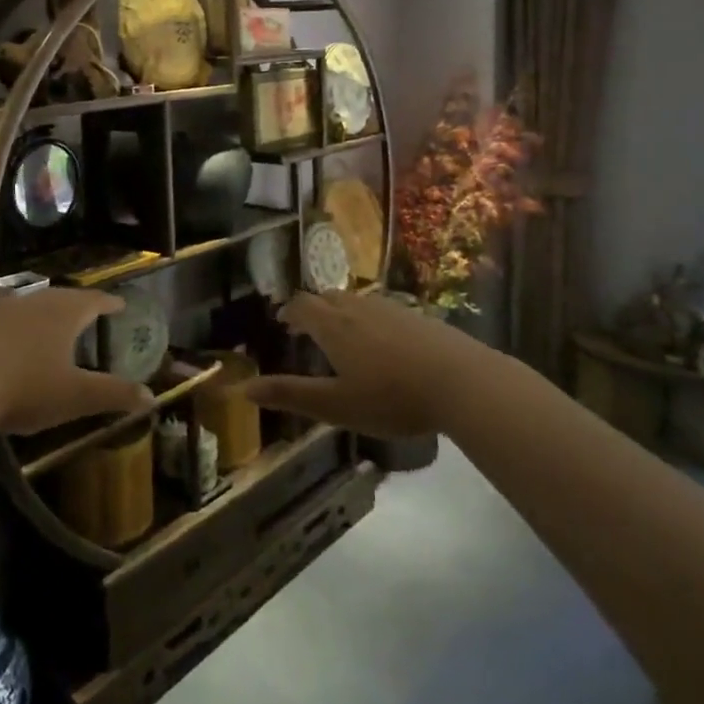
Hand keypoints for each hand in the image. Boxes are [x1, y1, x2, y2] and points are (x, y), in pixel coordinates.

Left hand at [0, 288, 149, 435]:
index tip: (120, 303)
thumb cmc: (27, 388)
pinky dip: (2, 326)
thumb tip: (151, 397)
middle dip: (75, 304)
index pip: (93, 300)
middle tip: (86, 311)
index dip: (109, 302)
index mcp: (63, 314)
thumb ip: (113, 394)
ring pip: (25, 306)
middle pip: (60, 297)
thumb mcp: (76, 396)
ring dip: (38, 312)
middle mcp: (32, 304)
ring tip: (45, 322)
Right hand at [242, 290, 486, 437]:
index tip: (282, 322)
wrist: (460, 381)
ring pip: (356, 301)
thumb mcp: (335, 405)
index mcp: (333, 325)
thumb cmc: (391, 397)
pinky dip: (369, 320)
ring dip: (341, 313)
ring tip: (342, 336)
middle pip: (327, 297)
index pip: (301, 305)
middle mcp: (357, 307)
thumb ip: (290, 394)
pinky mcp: (416, 316)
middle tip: (307, 330)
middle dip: (313, 310)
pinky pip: (381, 309)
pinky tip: (382, 344)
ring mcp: (390, 308)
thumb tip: (243, 388)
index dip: (288, 311)